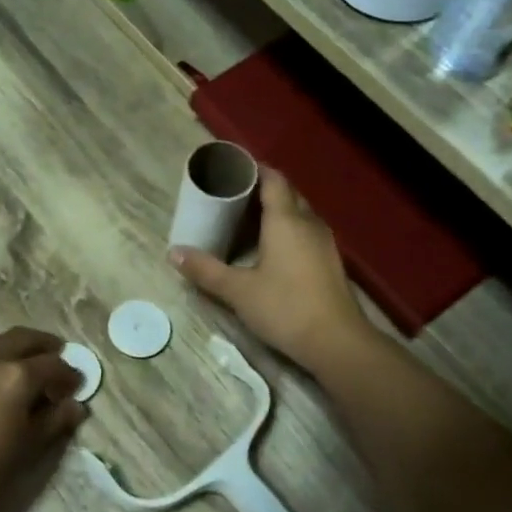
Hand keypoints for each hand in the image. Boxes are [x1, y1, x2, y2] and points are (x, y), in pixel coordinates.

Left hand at [0, 327, 86, 511]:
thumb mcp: (30, 445)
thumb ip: (55, 421)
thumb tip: (76, 406)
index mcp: (18, 376)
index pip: (53, 365)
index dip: (69, 374)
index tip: (78, 384)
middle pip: (24, 338)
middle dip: (46, 345)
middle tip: (59, 355)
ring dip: (16, 342)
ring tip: (25, 357)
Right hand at [171, 169, 371, 373]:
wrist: (337, 342)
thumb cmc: (285, 308)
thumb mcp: (238, 291)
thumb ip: (206, 270)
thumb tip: (173, 253)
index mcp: (286, 220)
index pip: (273, 179)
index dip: (254, 170)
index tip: (231, 170)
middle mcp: (309, 223)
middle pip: (287, 194)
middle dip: (261, 190)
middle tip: (231, 197)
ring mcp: (324, 243)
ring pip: (298, 214)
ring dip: (275, 212)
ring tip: (246, 220)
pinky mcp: (330, 262)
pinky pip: (305, 233)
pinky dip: (287, 231)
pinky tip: (270, 249)